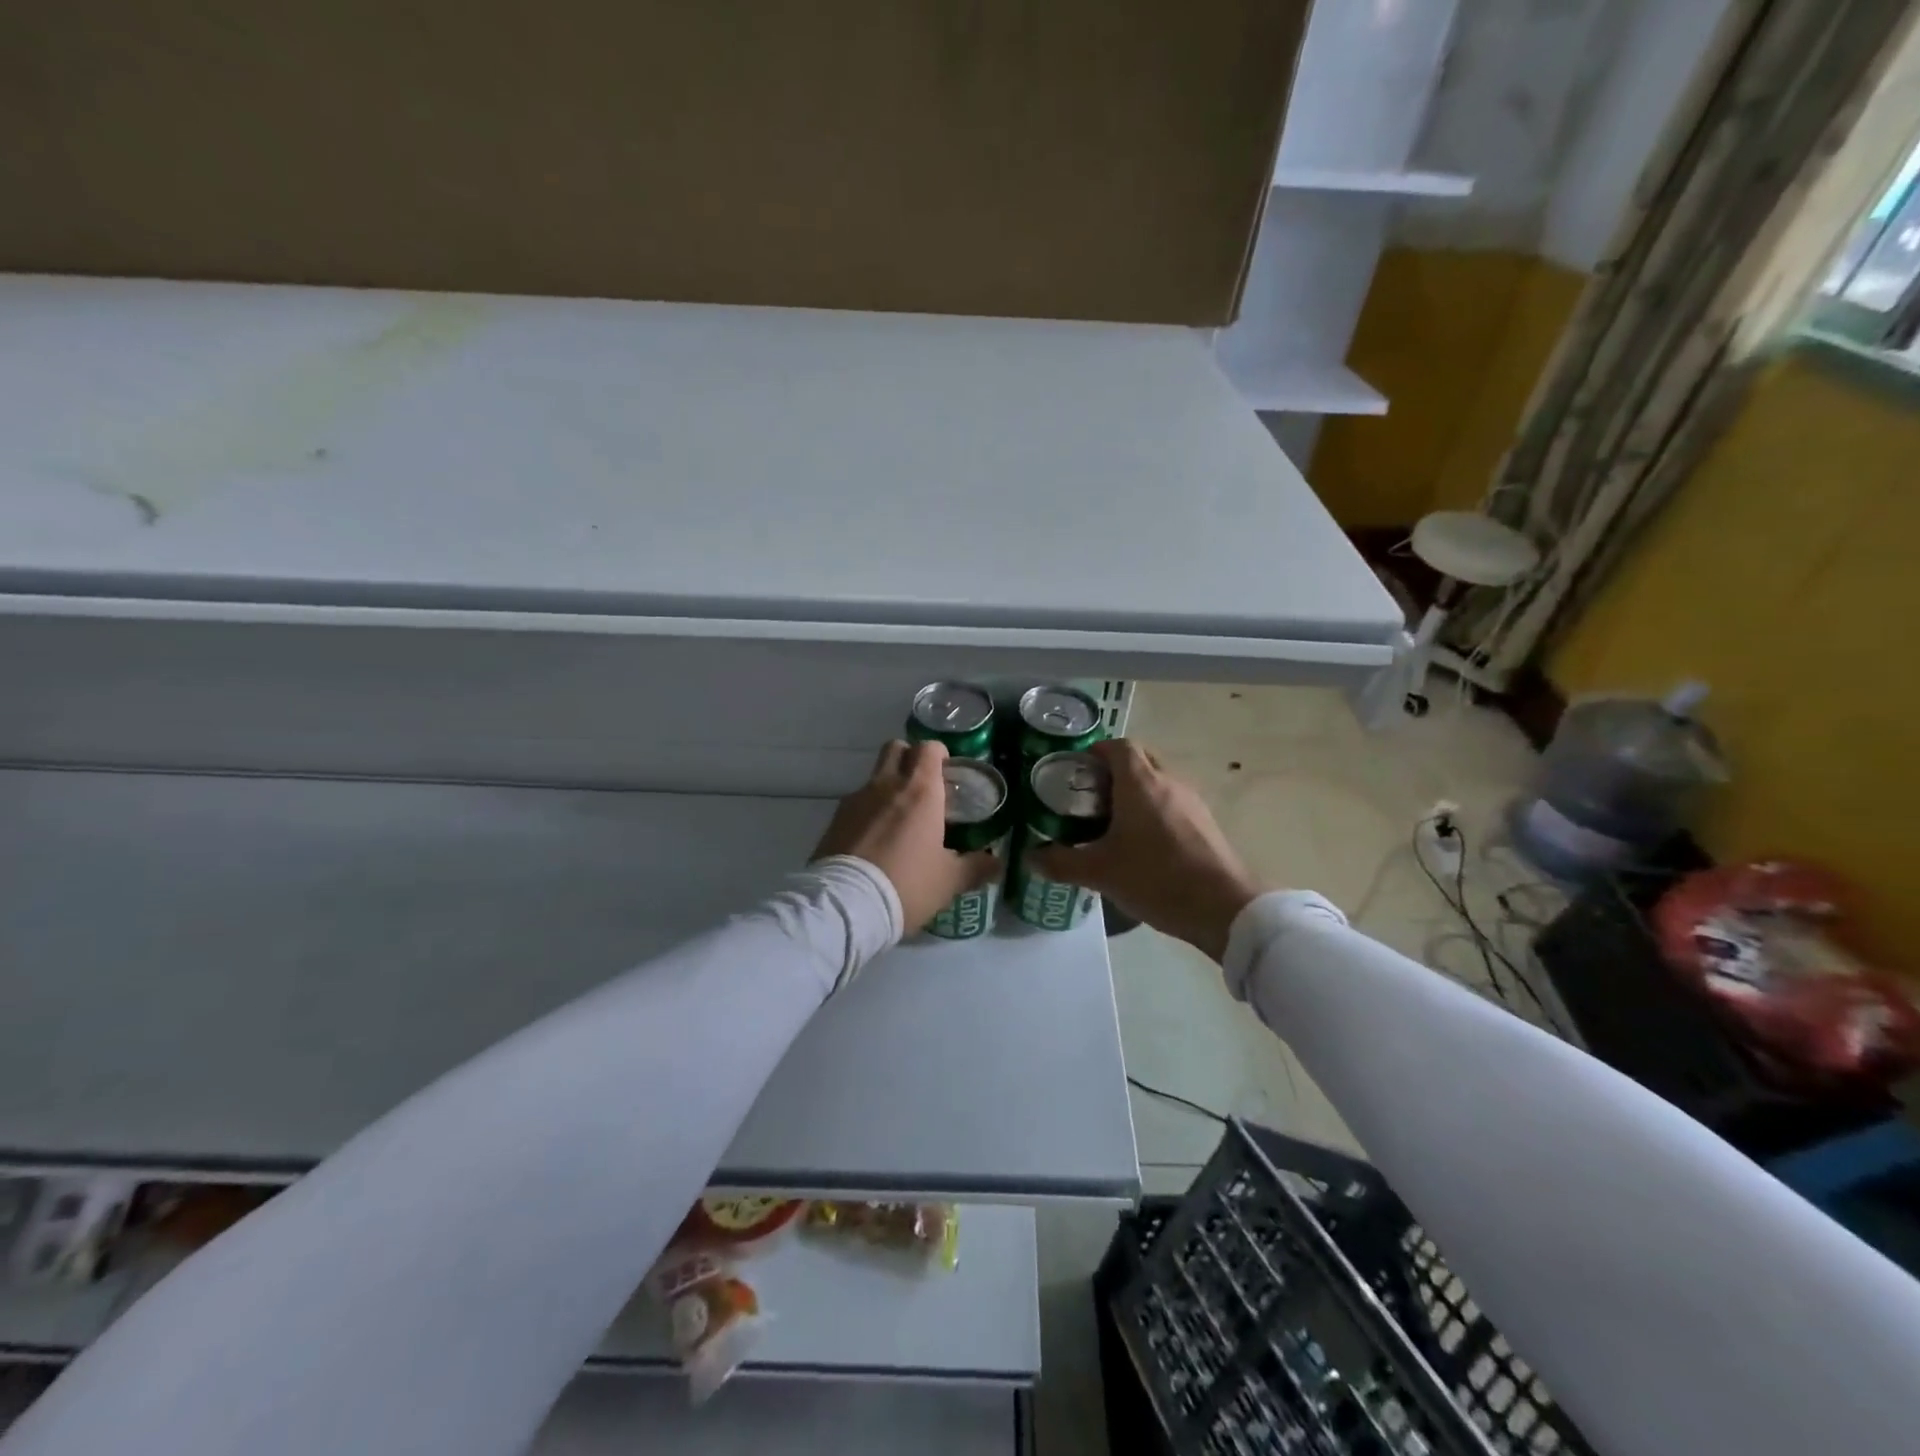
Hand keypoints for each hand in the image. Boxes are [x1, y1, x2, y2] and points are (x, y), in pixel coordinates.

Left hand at [812, 740, 1001, 932]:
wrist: (847, 905)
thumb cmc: (907, 884)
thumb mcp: (949, 881)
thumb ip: (975, 867)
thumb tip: (996, 862)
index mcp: (920, 791)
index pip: (929, 748)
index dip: (939, 755)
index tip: (947, 774)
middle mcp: (887, 785)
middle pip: (896, 748)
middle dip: (910, 759)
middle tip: (923, 787)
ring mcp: (856, 799)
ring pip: (875, 776)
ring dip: (888, 787)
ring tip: (899, 821)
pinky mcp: (835, 819)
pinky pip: (856, 803)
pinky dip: (868, 812)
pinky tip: (875, 841)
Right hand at [1027, 739, 1261, 962]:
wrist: (1224, 908)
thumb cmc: (1156, 878)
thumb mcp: (1100, 872)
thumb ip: (1061, 863)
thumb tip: (1030, 857)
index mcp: (1141, 782)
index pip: (1119, 746)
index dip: (1096, 752)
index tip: (1076, 772)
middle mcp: (1169, 782)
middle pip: (1139, 761)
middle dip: (1113, 773)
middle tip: (1088, 799)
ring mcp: (1192, 802)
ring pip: (1158, 784)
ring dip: (1134, 795)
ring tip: (1110, 825)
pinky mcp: (1206, 824)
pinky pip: (1173, 805)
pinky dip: (1154, 813)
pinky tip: (1142, 846)